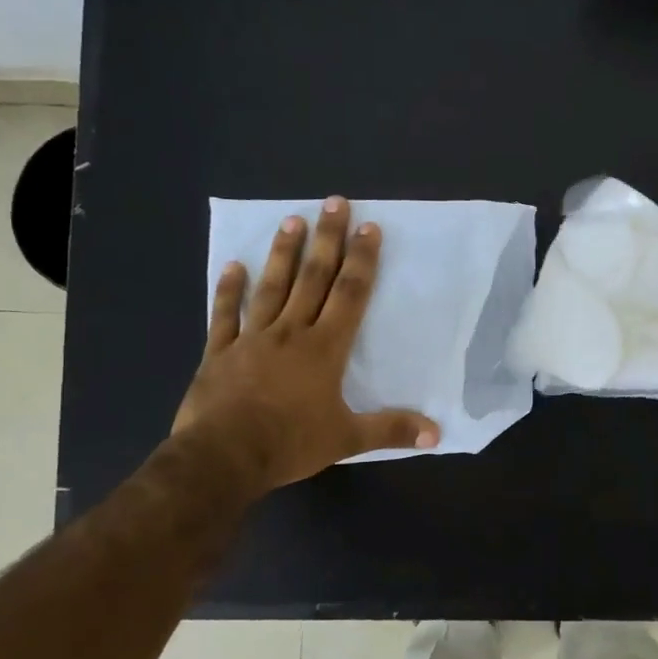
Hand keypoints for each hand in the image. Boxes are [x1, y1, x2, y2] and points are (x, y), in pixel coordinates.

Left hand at [173, 196, 439, 492]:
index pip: (349, 295)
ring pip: (272, 287)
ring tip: (292, 220)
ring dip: (283, 254)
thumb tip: (437, 433)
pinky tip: (232, 266)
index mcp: (324, 349)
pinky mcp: (220, 352)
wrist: (223, 457)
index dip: (362, 260)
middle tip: (334, 202)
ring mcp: (252, 339)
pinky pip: (225, 315)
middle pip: (313, 278)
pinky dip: (228, 290)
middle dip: (327, 240)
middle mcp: (291, 333)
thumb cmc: (289, 443)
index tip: (369, 228)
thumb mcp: (347, 439)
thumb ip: (391, 430)